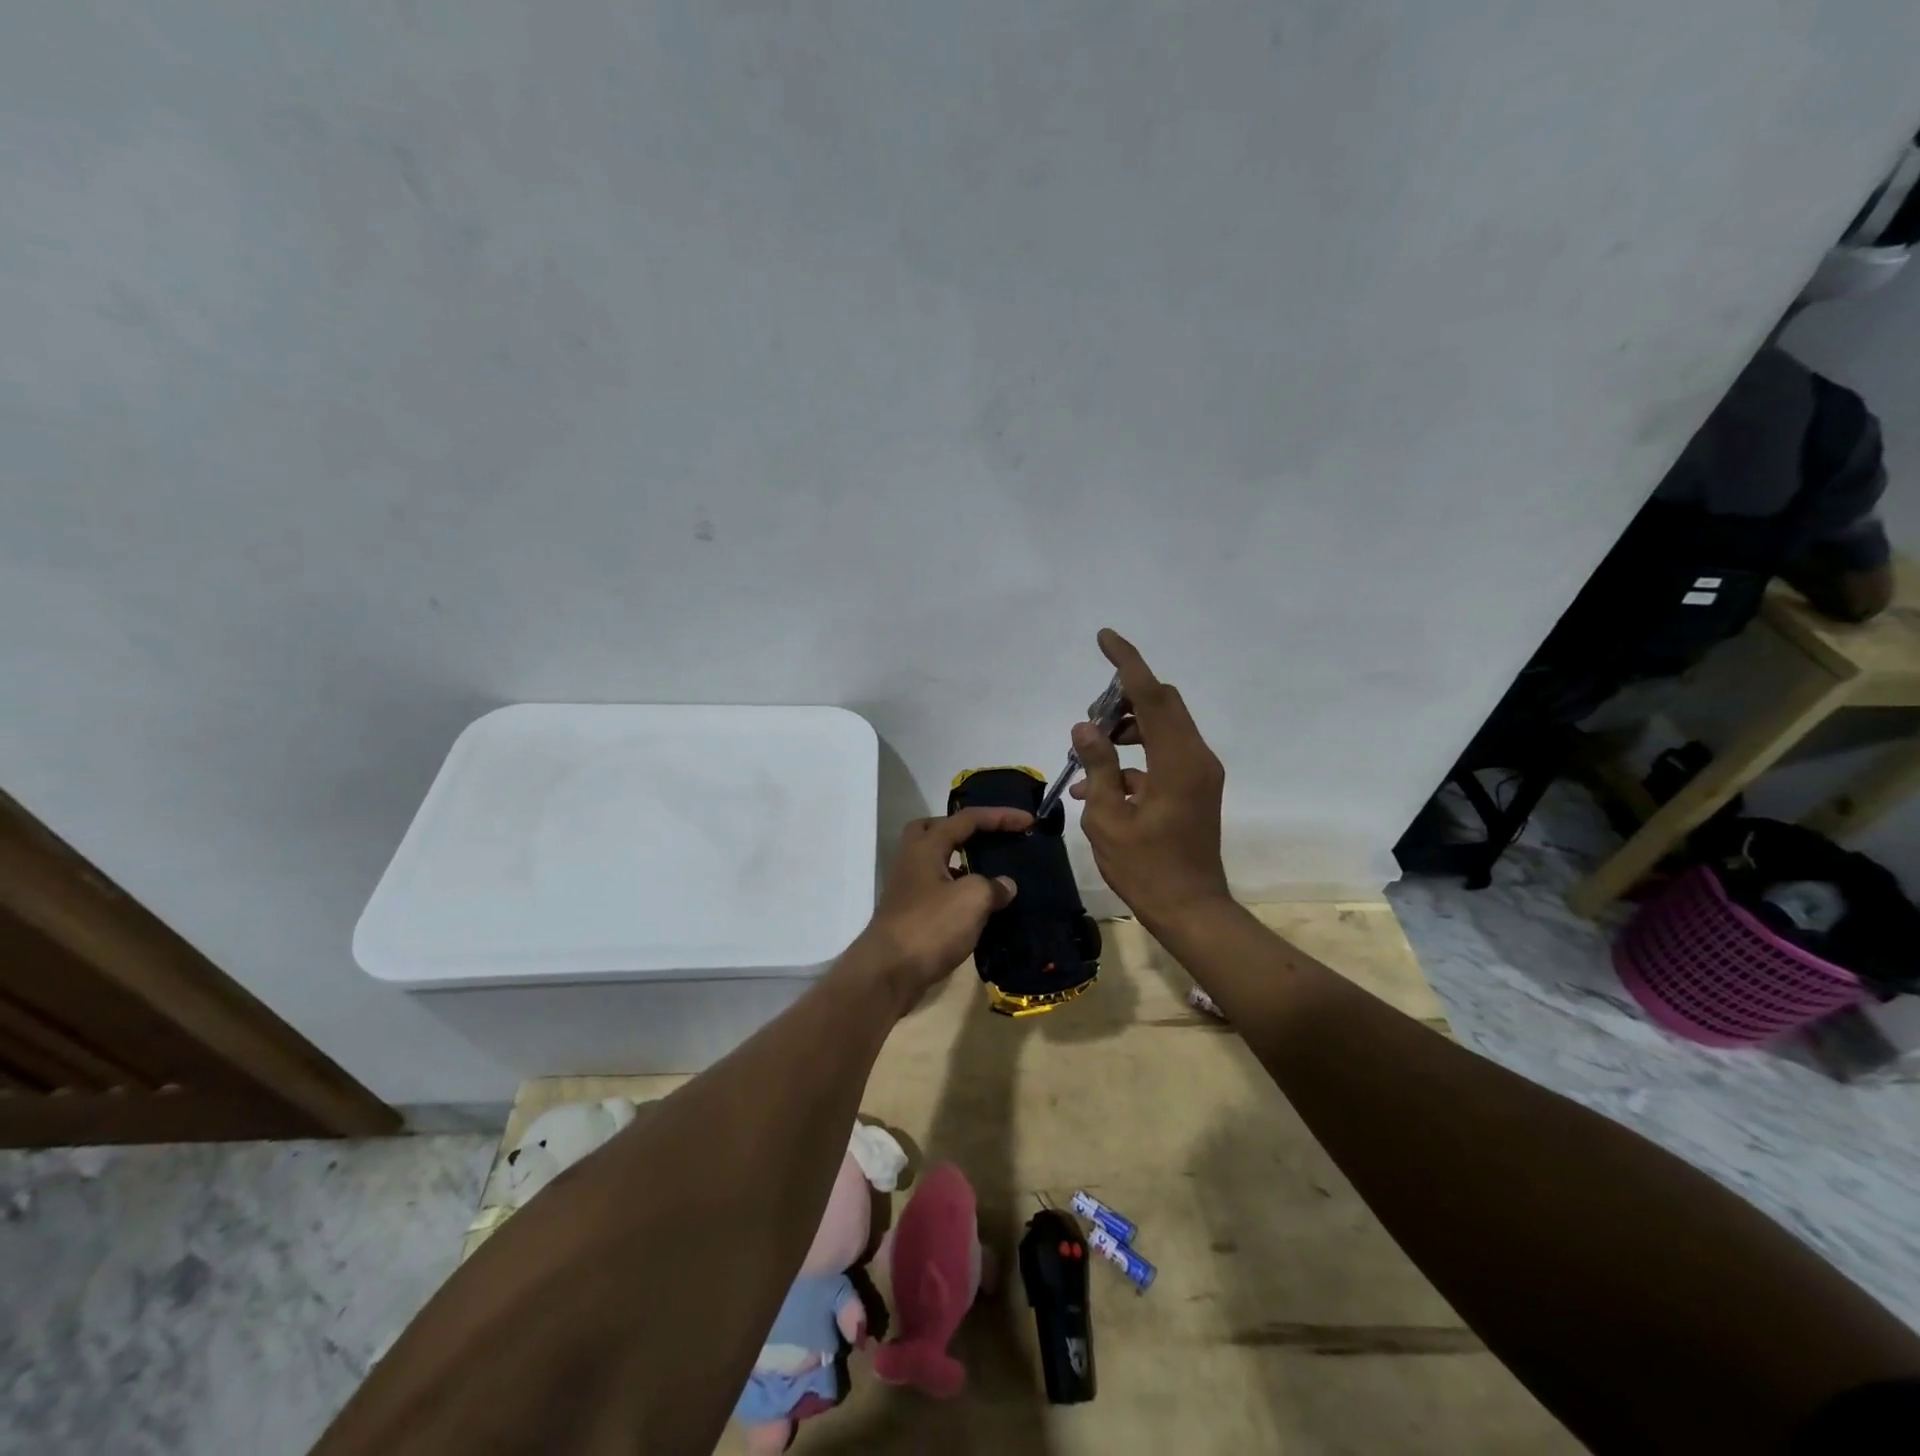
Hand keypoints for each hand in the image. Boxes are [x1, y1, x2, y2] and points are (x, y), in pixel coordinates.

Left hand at [850, 807, 1029, 1011]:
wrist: (888, 973)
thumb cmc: (930, 927)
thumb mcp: (971, 900)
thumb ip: (993, 886)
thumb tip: (1005, 885)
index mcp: (926, 847)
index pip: (966, 819)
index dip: (1000, 816)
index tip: (1029, 820)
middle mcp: (913, 862)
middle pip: (935, 831)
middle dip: (963, 830)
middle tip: (989, 838)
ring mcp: (909, 890)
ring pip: (937, 864)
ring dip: (963, 864)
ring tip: (993, 875)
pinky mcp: (911, 916)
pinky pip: (939, 891)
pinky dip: (960, 893)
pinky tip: (980, 909)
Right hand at [1070, 628, 1231, 932]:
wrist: (1190, 909)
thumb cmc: (1146, 868)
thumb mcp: (1108, 818)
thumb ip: (1098, 766)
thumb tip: (1085, 728)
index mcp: (1178, 761)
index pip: (1151, 695)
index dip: (1127, 663)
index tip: (1104, 637)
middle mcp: (1196, 757)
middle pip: (1162, 704)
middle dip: (1123, 699)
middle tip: (1089, 718)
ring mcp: (1199, 773)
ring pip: (1162, 728)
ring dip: (1126, 729)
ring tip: (1087, 752)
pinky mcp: (1195, 788)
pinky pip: (1163, 756)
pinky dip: (1133, 758)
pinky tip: (1096, 784)